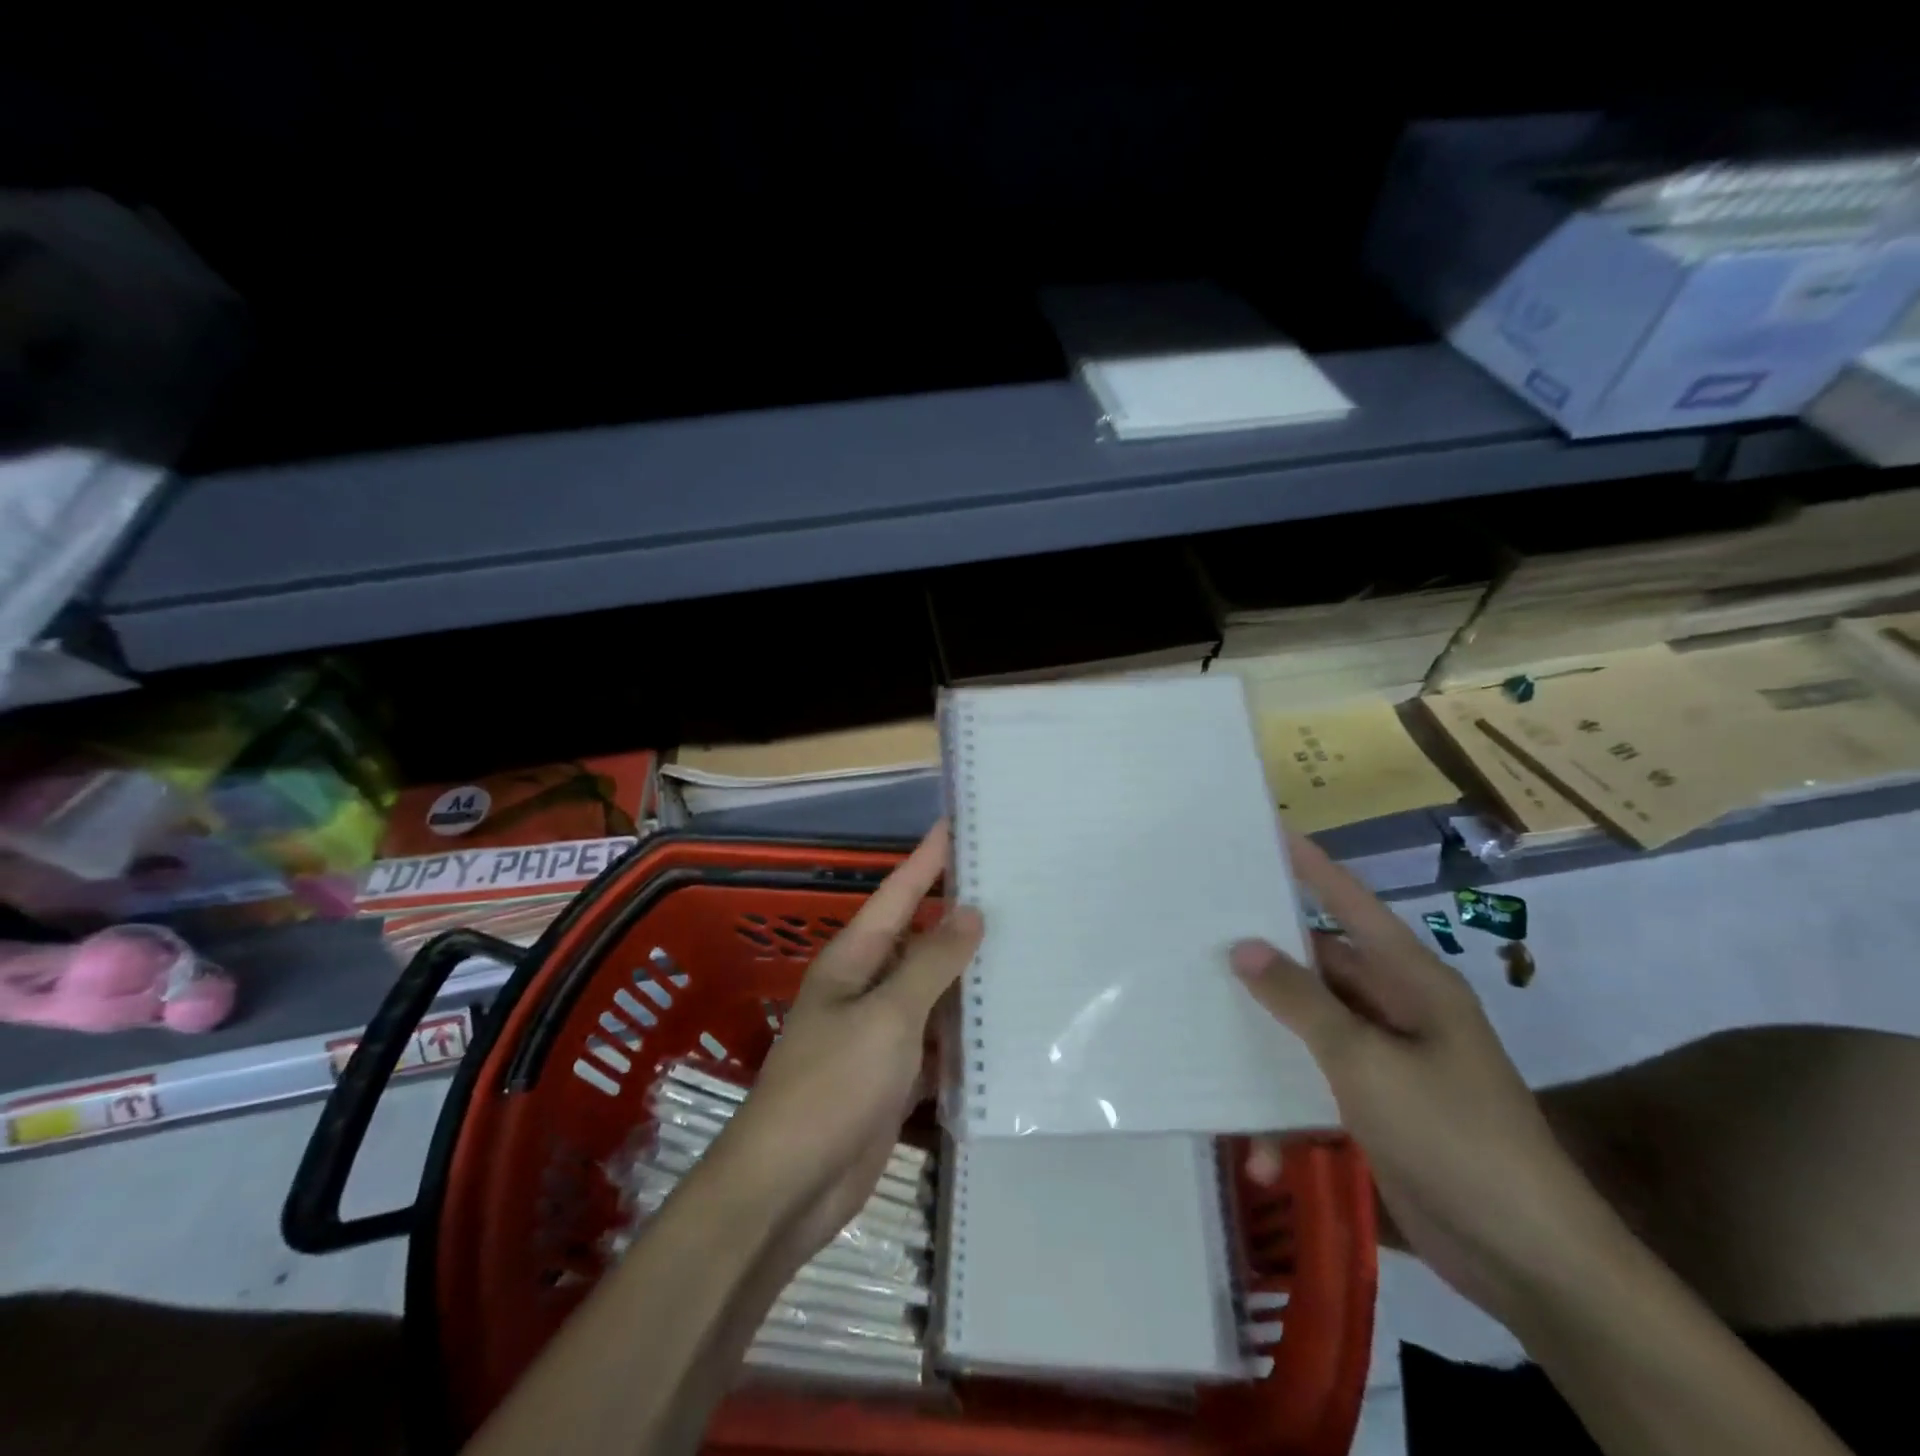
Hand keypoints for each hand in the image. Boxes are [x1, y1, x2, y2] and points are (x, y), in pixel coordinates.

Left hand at [711, 823, 983, 1269]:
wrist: (789, 1186)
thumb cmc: (832, 1086)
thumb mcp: (887, 1016)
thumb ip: (931, 964)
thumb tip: (969, 911)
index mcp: (855, 958)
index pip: (900, 892)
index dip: (928, 857)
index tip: (960, 824)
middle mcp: (866, 986)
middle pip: (920, 938)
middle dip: (960, 915)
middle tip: (1014, 887)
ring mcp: (879, 1033)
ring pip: (933, 991)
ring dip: (968, 976)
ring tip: (1024, 948)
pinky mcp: (893, 1076)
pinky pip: (936, 1041)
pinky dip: (964, 1034)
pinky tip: (1005, 1026)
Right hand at [1230, 833, 1622, 1321]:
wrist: (1528, 1263)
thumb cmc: (1453, 1137)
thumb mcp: (1367, 1062)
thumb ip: (1302, 1002)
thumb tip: (1245, 947)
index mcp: (1411, 982)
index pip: (1353, 906)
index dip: (1312, 868)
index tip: (1268, 834)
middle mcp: (1397, 1011)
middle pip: (1319, 968)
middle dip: (1265, 960)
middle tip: (1200, 937)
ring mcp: (1386, 1062)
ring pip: (1309, 1029)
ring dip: (1267, 1046)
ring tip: (1204, 1037)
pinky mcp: (1375, 1110)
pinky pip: (1315, 1087)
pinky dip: (1287, 1112)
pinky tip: (1259, 1151)